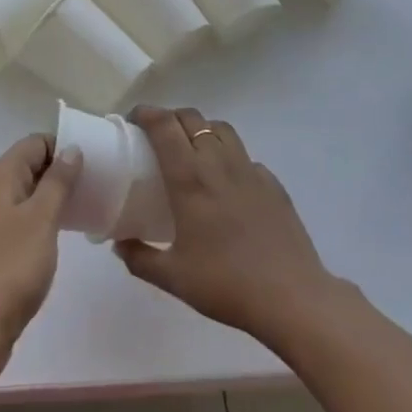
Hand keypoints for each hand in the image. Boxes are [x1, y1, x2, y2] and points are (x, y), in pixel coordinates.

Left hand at [0, 134, 82, 372]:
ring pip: (21, 193)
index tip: (92, 166)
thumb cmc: (12, 266)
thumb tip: (71, 149)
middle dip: (58, 173)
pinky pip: (14, 217)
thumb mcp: (43, 218)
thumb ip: (58, 180)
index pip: (35, 143)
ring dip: (48, 197)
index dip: (64, 148)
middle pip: (27, 165)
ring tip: (79, 210)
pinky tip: (54, 236)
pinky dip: (35, 218)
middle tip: (92, 188)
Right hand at [114, 106, 341, 349]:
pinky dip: (229, 157)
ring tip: (192, 151)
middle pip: (191, 118)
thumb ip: (140, 258)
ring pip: (221, 129)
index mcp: (190, 177)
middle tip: (157, 137)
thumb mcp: (173, 278)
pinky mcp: (273, 183)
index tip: (132, 121)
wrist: (291, 297)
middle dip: (170, 118)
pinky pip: (245, 156)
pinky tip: (227, 184)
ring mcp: (250, 170)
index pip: (164, 125)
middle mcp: (218, 162)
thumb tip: (120, 244)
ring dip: (201, 129)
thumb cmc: (225, 284)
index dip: (145, 113)